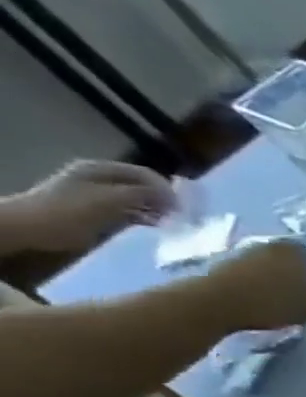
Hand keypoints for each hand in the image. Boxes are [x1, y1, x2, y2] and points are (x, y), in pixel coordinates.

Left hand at [0, 160, 175, 252]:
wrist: (32, 227)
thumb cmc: (72, 209)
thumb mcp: (112, 198)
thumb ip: (145, 194)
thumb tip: (173, 198)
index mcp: (101, 169)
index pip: (146, 174)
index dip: (167, 188)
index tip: (183, 207)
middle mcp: (102, 179)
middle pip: (143, 187)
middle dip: (163, 200)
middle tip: (179, 217)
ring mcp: (99, 196)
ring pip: (138, 201)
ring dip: (155, 211)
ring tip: (169, 224)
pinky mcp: (99, 212)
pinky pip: (129, 213)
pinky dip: (144, 219)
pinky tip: (153, 227)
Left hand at [203, 239, 305, 331]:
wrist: (217, 301)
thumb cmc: (274, 302)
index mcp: (300, 250)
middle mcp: (272, 243)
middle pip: (288, 262)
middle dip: (290, 276)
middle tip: (292, 297)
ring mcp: (244, 250)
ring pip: (265, 266)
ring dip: (268, 280)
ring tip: (270, 300)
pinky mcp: (220, 260)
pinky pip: (245, 273)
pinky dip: (250, 284)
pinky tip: (251, 299)